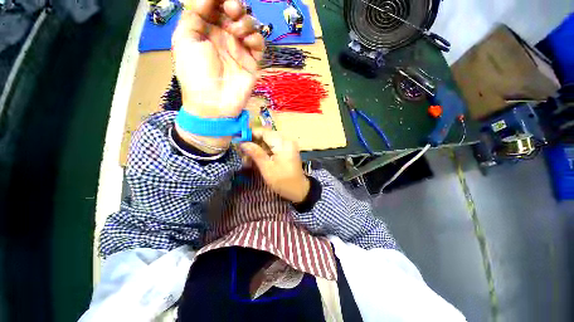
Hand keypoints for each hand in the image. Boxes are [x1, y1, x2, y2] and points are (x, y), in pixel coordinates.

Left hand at [172, 0, 263, 149]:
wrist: (213, 103)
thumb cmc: (195, 73)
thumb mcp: (184, 39)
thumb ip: (193, 14)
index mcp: (206, 29)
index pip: (215, 5)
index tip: (220, 0)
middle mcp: (224, 36)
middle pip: (234, 11)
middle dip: (234, 5)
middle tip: (231, 9)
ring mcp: (240, 49)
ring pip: (249, 24)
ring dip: (245, 21)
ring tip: (236, 32)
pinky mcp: (252, 62)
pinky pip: (259, 43)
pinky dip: (256, 38)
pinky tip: (247, 42)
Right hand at [239, 129, 309, 202]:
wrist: (299, 189)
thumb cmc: (283, 181)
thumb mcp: (267, 168)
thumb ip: (255, 153)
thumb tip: (242, 143)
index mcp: (283, 143)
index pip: (264, 132)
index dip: (250, 134)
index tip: (239, 140)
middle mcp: (287, 140)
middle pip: (266, 135)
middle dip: (253, 142)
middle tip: (243, 152)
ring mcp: (288, 144)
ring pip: (269, 141)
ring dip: (258, 148)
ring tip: (249, 158)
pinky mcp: (288, 149)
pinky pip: (274, 146)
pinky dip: (265, 151)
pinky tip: (258, 158)